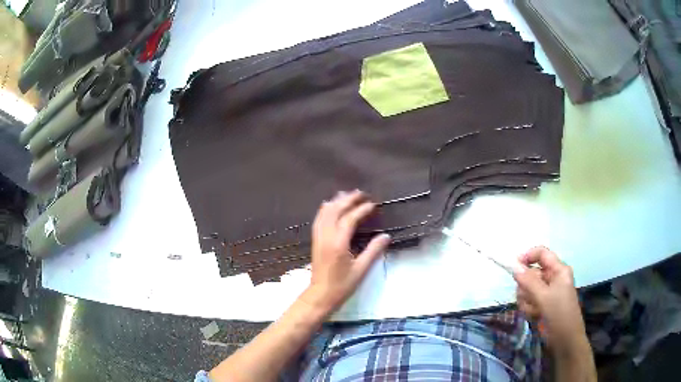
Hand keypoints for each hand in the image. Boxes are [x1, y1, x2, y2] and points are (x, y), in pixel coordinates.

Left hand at [301, 190, 389, 314]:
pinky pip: (319, 220)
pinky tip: (329, 206)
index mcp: (338, 243)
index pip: (349, 219)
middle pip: (335, 211)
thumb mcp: (361, 270)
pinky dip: (325, 210)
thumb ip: (373, 251)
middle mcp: (326, 237)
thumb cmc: (342, 285)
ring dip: (336, 202)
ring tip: (346, 194)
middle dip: (347, 200)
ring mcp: (318, 238)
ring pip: (324, 213)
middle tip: (360, 193)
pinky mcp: (315, 241)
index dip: (361, 210)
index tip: (373, 204)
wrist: (321, 295)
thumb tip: (386, 236)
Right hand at [513, 247, 589, 355]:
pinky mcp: (541, 304)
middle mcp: (552, 278)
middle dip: (526, 286)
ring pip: (527, 288)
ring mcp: (547, 292)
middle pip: (531, 273)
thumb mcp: (544, 297)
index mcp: (558, 270)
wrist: (564, 340)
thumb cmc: (559, 314)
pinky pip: (528, 300)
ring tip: (533, 310)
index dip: (527, 256)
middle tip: (528, 297)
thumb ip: (528, 281)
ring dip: (526, 300)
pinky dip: (527, 308)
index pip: (541, 254)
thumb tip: (514, 267)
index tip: (513, 267)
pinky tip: (534, 315)